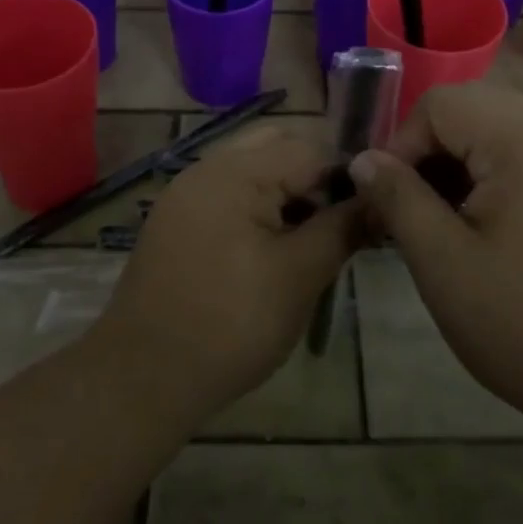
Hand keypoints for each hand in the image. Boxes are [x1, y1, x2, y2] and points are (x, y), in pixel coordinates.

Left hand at [95, 127, 359, 422]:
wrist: (142, 377)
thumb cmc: (230, 324)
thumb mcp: (300, 276)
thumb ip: (343, 228)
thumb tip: (380, 198)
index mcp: (236, 171)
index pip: (309, 148)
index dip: (347, 177)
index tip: (371, 213)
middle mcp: (207, 167)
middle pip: (277, 145)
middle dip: (314, 176)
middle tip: (338, 222)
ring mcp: (186, 192)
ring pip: (252, 168)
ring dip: (287, 191)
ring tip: (309, 239)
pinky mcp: (176, 219)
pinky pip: (228, 192)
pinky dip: (258, 205)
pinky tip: (272, 249)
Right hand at [351, 85, 522, 441]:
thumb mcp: (442, 262)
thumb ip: (397, 198)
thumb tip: (364, 159)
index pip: (440, 104)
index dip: (401, 144)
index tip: (389, 200)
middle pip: (476, 110)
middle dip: (435, 152)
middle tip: (419, 211)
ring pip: (508, 132)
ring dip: (469, 165)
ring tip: (455, 225)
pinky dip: (508, 177)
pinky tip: (504, 235)